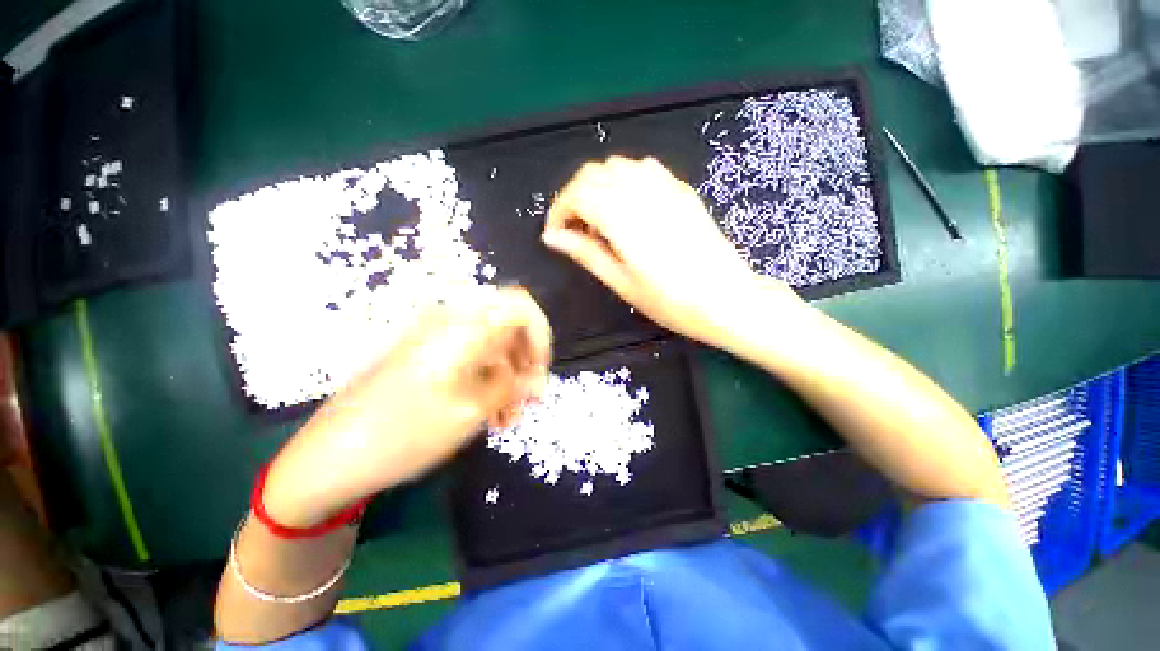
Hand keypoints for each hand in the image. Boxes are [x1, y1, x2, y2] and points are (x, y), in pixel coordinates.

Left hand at [262, 286, 551, 527]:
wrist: (329, 457)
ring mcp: (437, 339)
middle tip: (529, 399)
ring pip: (492, 347)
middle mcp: (451, 323)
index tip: (540, 370)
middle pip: (508, 326)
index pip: (520, 305)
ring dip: (508, 377)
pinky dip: (488, 381)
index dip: (540, 333)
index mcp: (462, 326)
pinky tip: (490, 414)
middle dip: (525, 361)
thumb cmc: (403, 433)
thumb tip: (539, 380)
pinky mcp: (428, 357)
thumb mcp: (470, 412)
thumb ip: (513, 388)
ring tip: (509, 417)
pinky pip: (472, 359)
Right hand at [543, 156, 799, 346]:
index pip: (577, 193)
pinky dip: (625, 181)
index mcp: (623, 217)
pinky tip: (629, 210)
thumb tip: (552, 238)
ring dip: (599, 187)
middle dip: (575, 196)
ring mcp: (666, 186)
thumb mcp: (621, 282)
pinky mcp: (682, 190)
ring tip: (601, 222)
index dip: (559, 211)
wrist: (726, 299)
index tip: (556, 234)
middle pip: (594, 172)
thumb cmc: (670, 301)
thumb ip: (585, 253)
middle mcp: (642, 191)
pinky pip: (644, 169)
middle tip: (576, 230)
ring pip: (618, 166)